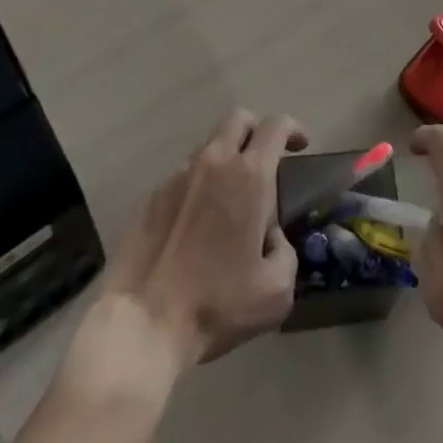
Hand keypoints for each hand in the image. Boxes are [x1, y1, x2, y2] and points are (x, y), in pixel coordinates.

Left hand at [101, 109, 307, 365]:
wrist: (142, 324)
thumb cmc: (216, 305)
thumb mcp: (275, 292)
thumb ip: (285, 252)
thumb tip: (271, 237)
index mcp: (250, 175)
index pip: (277, 125)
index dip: (293, 128)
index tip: (300, 145)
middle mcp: (214, 161)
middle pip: (239, 119)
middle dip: (256, 130)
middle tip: (265, 159)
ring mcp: (178, 174)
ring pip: (209, 145)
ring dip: (225, 158)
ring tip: (228, 197)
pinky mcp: (151, 195)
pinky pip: (183, 175)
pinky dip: (197, 186)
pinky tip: (195, 223)